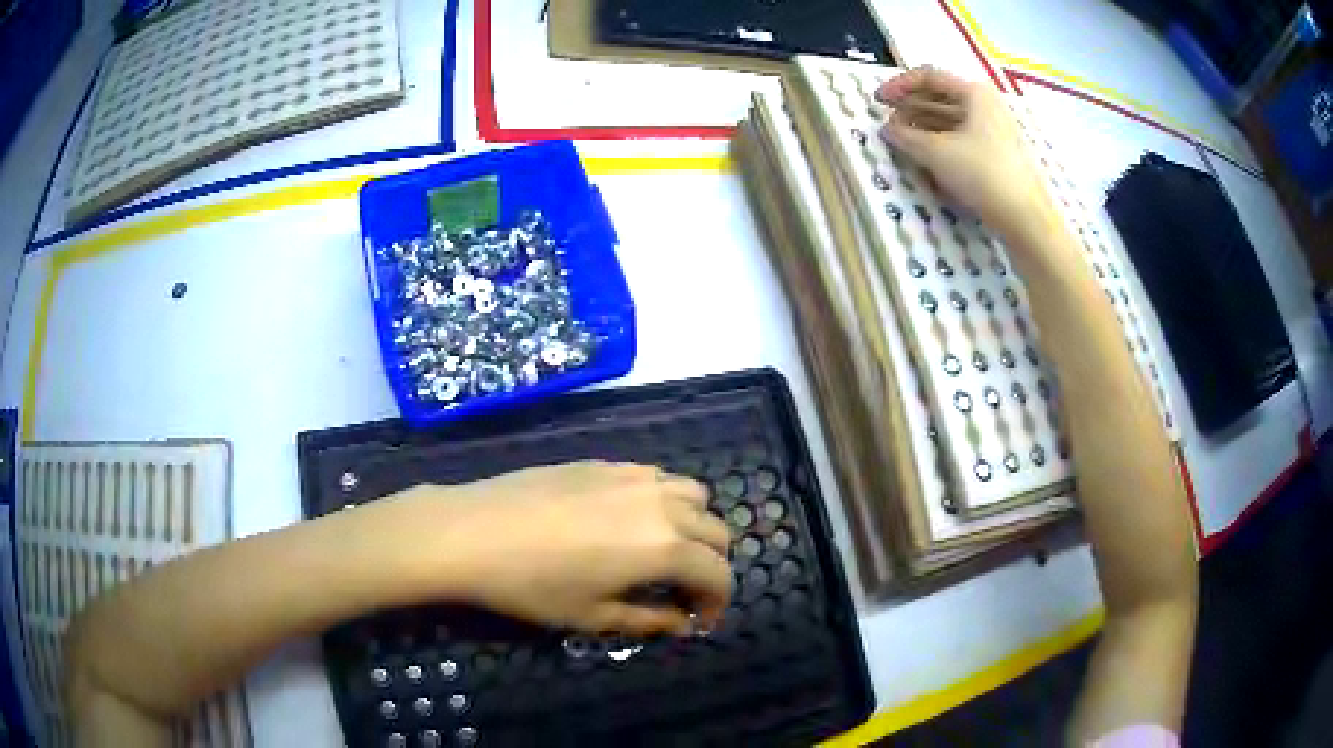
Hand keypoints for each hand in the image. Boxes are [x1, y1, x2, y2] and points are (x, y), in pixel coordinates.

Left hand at [371, 462, 732, 635]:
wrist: (473, 532)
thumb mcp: (594, 617)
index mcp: (666, 547)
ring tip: (662, 550)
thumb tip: (682, 624)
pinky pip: (657, 476)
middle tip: (682, 592)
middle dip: (710, 566)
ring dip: (693, 525)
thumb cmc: (533, 586)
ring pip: (693, 494)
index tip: (697, 623)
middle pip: (717, 530)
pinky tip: (629, 520)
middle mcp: (662, 504)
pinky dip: (664, 500)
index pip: (719, 574)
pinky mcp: (607, 462)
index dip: (717, 604)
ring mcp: (634, 476)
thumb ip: (650, 620)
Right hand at [876, 67, 1051, 236]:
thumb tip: (887, 130)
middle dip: (910, 106)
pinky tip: (925, 151)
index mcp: (973, 93)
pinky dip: (939, 138)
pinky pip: (961, 135)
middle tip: (887, 120)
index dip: (898, 86)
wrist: (1024, 217)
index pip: (928, 77)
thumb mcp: (936, 153)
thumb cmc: (981, 174)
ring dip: (922, 123)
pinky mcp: (997, 151)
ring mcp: (994, 128)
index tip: (877, 101)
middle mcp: (986, 104)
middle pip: (940, 96)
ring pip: (950, 117)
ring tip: (901, 137)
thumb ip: (905, 137)